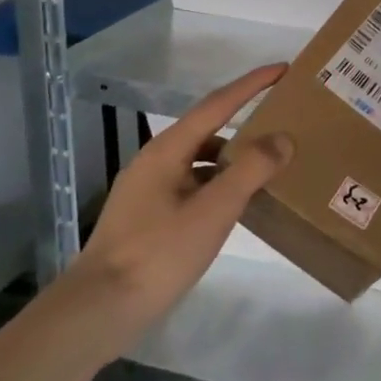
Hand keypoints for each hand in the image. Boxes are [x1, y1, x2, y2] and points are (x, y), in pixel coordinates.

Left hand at [65, 64, 293, 341]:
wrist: (98, 311)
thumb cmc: (157, 254)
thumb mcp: (212, 211)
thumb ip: (250, 171)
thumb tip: (283, 137)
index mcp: (167, 150)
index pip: (217, 104)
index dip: (251, 84)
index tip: (283, 69)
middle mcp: (155, 161)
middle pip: (208, 128)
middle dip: (245, 118)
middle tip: (283, 118)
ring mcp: (149, 190)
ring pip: (200, 159)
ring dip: (234, 155)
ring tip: (269, 163)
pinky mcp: (148, 217)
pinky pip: (194, 184)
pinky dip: (219, 183)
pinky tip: (237, 203)